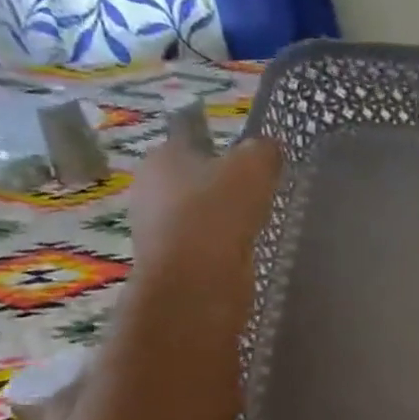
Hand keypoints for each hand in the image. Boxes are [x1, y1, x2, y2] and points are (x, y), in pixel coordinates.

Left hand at [128, 136, 281, 317]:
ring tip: (259, 222)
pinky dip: (223, 245)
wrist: (196, 282)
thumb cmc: (218, 212)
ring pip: (199, 212)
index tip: (252, 158)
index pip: (191, 137)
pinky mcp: (171, 261)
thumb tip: (268, 148)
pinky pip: (203, 243)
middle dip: (223, 183)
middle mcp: (150, 188)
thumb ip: (263, 150)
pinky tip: (246, 249)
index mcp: (162, 156)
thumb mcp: (253, 167)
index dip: (222, 144)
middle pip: (194, 177)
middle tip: (261, 191)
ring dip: (223, 217)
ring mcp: (156, 228)